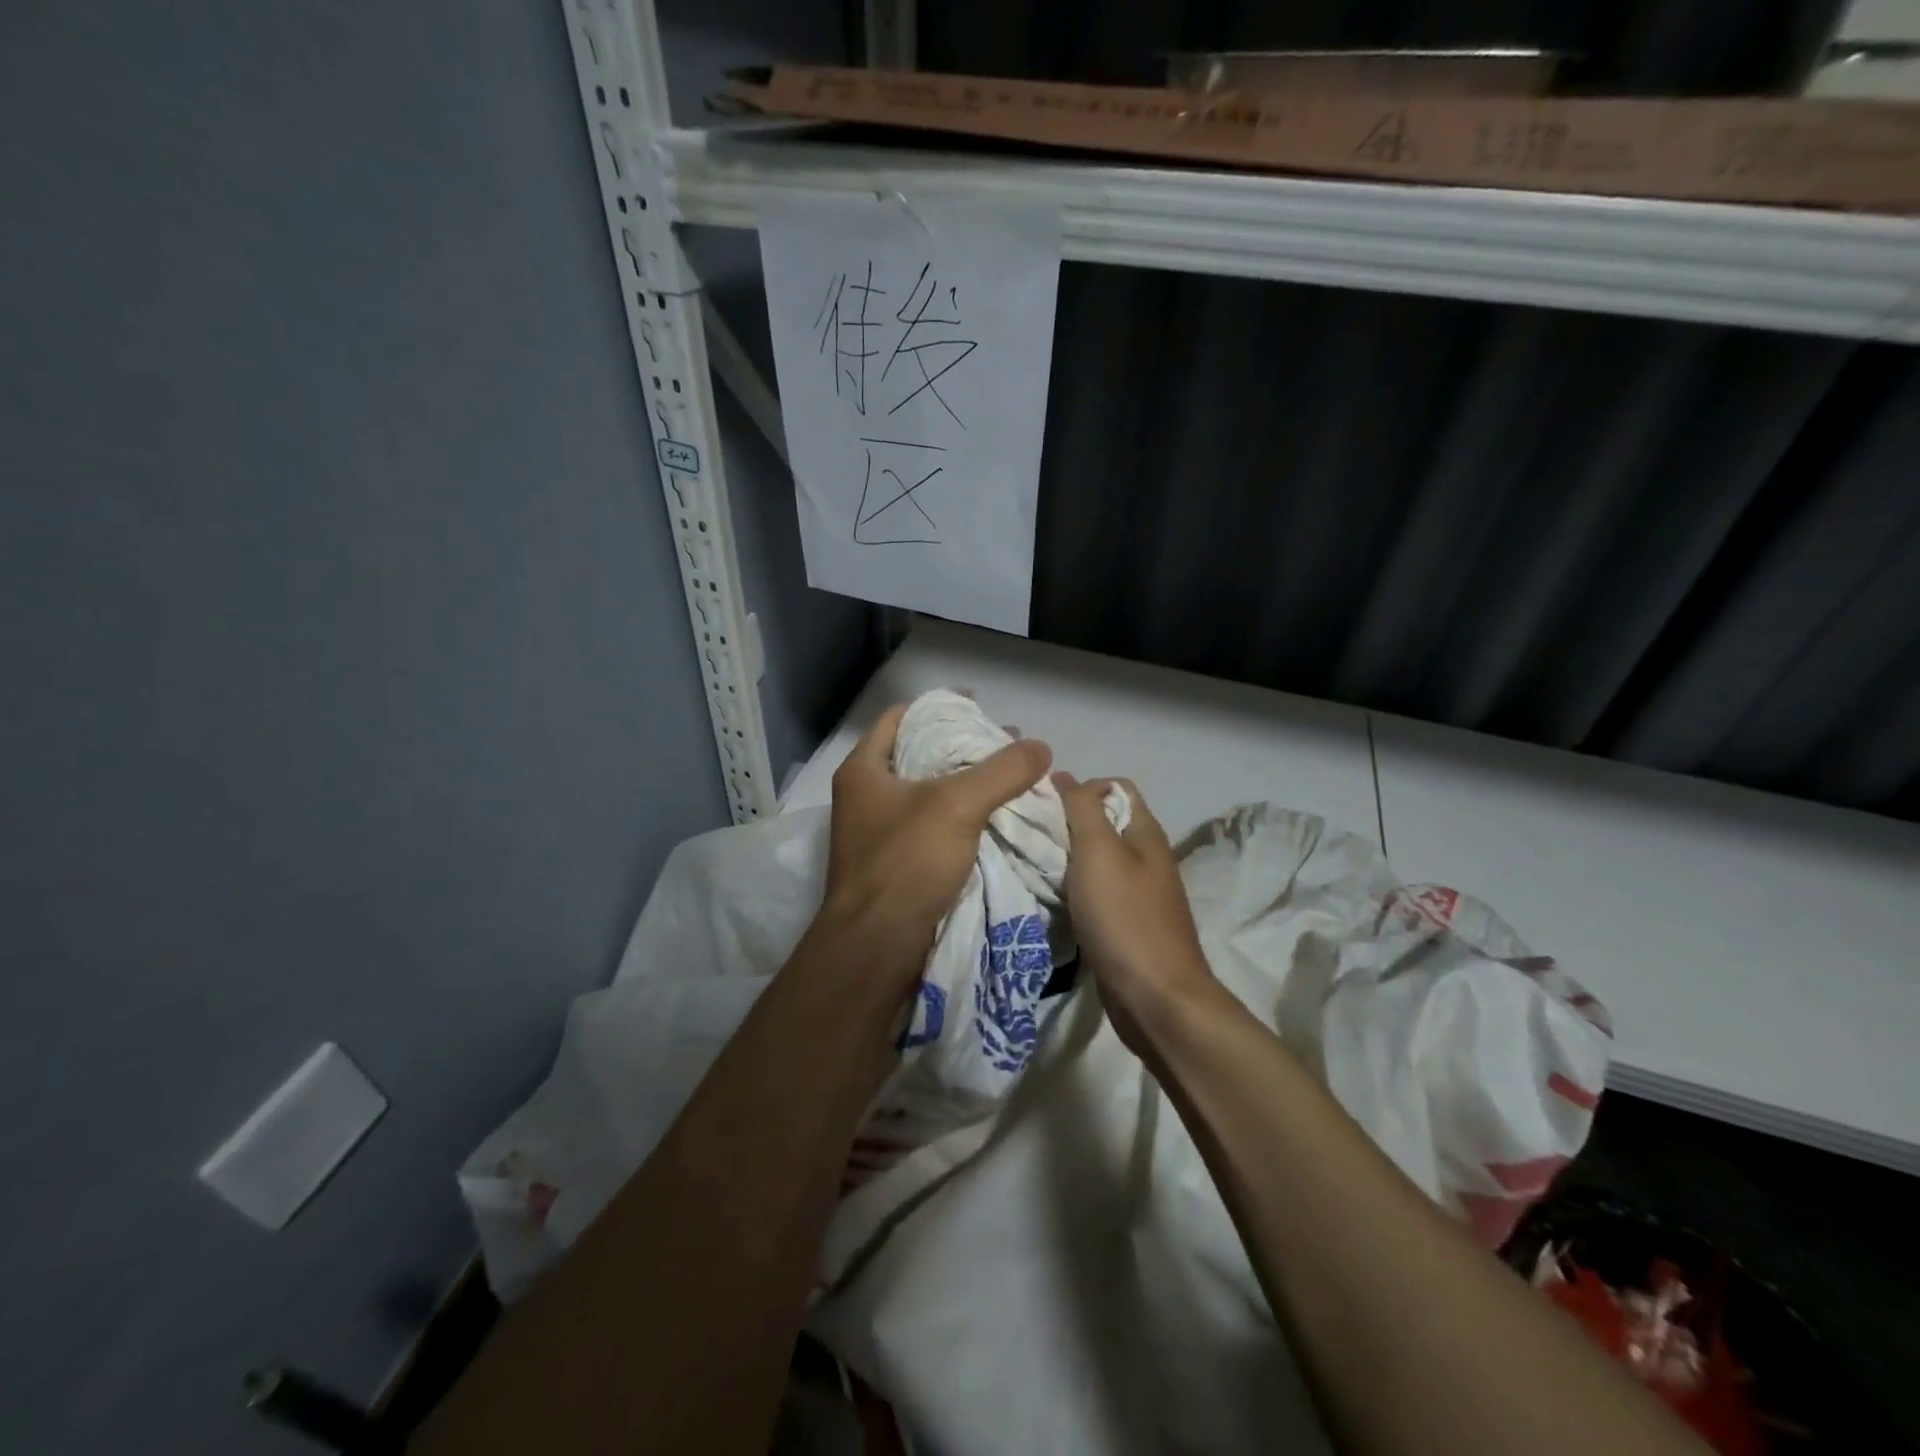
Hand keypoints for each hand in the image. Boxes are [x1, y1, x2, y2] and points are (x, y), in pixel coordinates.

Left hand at [818, 702, 1052, 984]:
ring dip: (968, 783)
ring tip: (1011, 778)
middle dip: (963, 746)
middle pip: (919, 754)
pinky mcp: (898, 864)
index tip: (980, 706)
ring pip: (931, 792)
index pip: (901, 717)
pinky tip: (997, 817)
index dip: (940, 706)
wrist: (876, 949)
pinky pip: (935, 826)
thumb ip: (1000, 772)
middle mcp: (867, 796)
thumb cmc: (905, 864)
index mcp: (865, 770)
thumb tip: (1041, 747)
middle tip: (1007, 744)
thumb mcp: (957, 807)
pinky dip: (964, 816)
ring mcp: (881, 832)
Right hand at [1055, 773, 1219, 1055]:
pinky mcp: (1126, 923)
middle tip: (1030, 834)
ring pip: (1097, 859)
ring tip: (1033, 863)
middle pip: (1104, 823)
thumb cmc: (1125, 916)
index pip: (1115, 787)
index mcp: (1145, 832)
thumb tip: (1063, 775)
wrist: (1155, 997)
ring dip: (1067, 858)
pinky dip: (1073, 889)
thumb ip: (1082, 808)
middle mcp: (1146, 856)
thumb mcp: (1098, 851)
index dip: (1081, 787)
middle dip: (1067, 822)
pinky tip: (1051, 897)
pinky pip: (1095, 892)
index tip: (1044, 805)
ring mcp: (1138, 892)